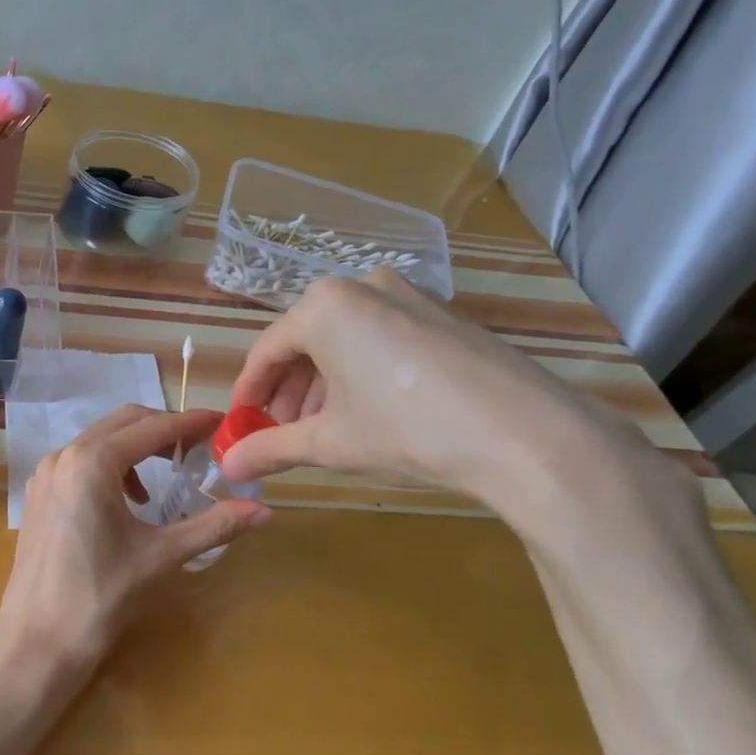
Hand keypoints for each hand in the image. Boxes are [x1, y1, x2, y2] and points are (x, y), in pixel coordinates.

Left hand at [0, 405, 270, 674]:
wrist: (36, 642)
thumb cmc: (100, 596)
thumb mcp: (161, 556)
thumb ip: (213, 526)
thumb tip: (265, 511)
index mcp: (92, 461)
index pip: (151, 427)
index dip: (190, 423)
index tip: (222, 423)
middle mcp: (63, 455)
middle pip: (122, 423)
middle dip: (163, 429)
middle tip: (199, 446)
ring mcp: (45, 474)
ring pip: (98, 440)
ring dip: (135, 447)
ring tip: (165, 475)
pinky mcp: (38, 495)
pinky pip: (79, 462)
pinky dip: (109, 465)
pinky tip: (127, 501)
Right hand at [220, 273, 643, 513]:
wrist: (528, 436)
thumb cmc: (407, 430)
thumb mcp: (330, 443)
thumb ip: (271, 450)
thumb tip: (227, 468)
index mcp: (323, 306)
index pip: (266, 351)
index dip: (248, 393)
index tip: (241, 426)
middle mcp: (362, 287)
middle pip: (305, 343)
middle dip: (288, 393)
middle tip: (282, 435)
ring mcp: (409, 296)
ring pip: (344, 341)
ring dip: (324, 386)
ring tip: (325, 432)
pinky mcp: (443, 315)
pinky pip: (381, 339)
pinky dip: (362, 374)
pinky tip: (370, 414)